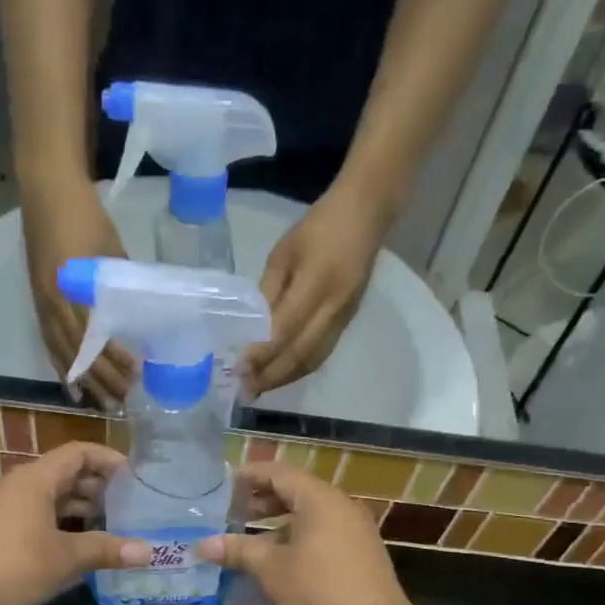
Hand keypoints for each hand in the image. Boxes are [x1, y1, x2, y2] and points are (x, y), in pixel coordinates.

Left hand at [0, 442, 149, 604]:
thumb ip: (106, 550)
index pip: (79, 452)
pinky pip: (38, 517)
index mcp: (36, 480)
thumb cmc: (11, 568)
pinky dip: (62, 525)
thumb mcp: (64, 559)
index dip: (110, 460)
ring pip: (52, 498)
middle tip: (131, 506)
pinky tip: (79, 548)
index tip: (137, 478)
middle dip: (100, 487)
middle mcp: (20, 486)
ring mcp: (6, 509)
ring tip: (112, 527)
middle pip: (66, 474)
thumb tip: (148, 551)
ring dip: (82, 509)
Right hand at [20, 176, 137, 405]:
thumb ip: (120, 283)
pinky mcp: (38, 302)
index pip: (94, 336)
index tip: (134, 375)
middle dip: (101, 379)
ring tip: (99, 403)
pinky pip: (48, 344)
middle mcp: (53, 303)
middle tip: (122, 401)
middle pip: (77, 352)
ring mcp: (42, 304)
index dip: (113, 359)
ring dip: (82, 380)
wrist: (46, 188)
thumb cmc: (84, 214)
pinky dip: (61, 367)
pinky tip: (71, 385)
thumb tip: (138, 313)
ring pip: (62, 353)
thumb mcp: (111, 248)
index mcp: (72, 288)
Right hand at [200, 461, 416, 604]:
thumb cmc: (320, 594)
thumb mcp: (271, 571)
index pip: (279, 473)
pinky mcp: (360, 556)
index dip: (250, 476)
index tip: (223, 486)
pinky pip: (322, 534)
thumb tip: (202, 545)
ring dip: (277, 523)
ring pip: (309, 516)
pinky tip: (278, 562)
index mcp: (320, 500)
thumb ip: (238, 551)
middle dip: (262, 500)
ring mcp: (355, 532)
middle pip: (296, 491)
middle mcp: (341, 507)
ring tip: (248, 541)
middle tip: (231, 514)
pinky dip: (296, 539)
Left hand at [243, 180, 391, 397]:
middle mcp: (333, 307)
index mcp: (316, 283)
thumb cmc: (318, 227)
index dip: (260, 354)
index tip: (237, 369)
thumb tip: (251, 330)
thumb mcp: (283, 253)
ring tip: (258, 388)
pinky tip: (281, 374)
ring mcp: (344, 318)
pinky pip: (321, 354)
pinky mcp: (348, 322)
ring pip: (312, 360)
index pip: (284, 330)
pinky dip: (299, 369)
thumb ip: (268, 293)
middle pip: (299, 354)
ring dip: (284, 378)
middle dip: (270, 376)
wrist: (367, 214)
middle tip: (244, 391)